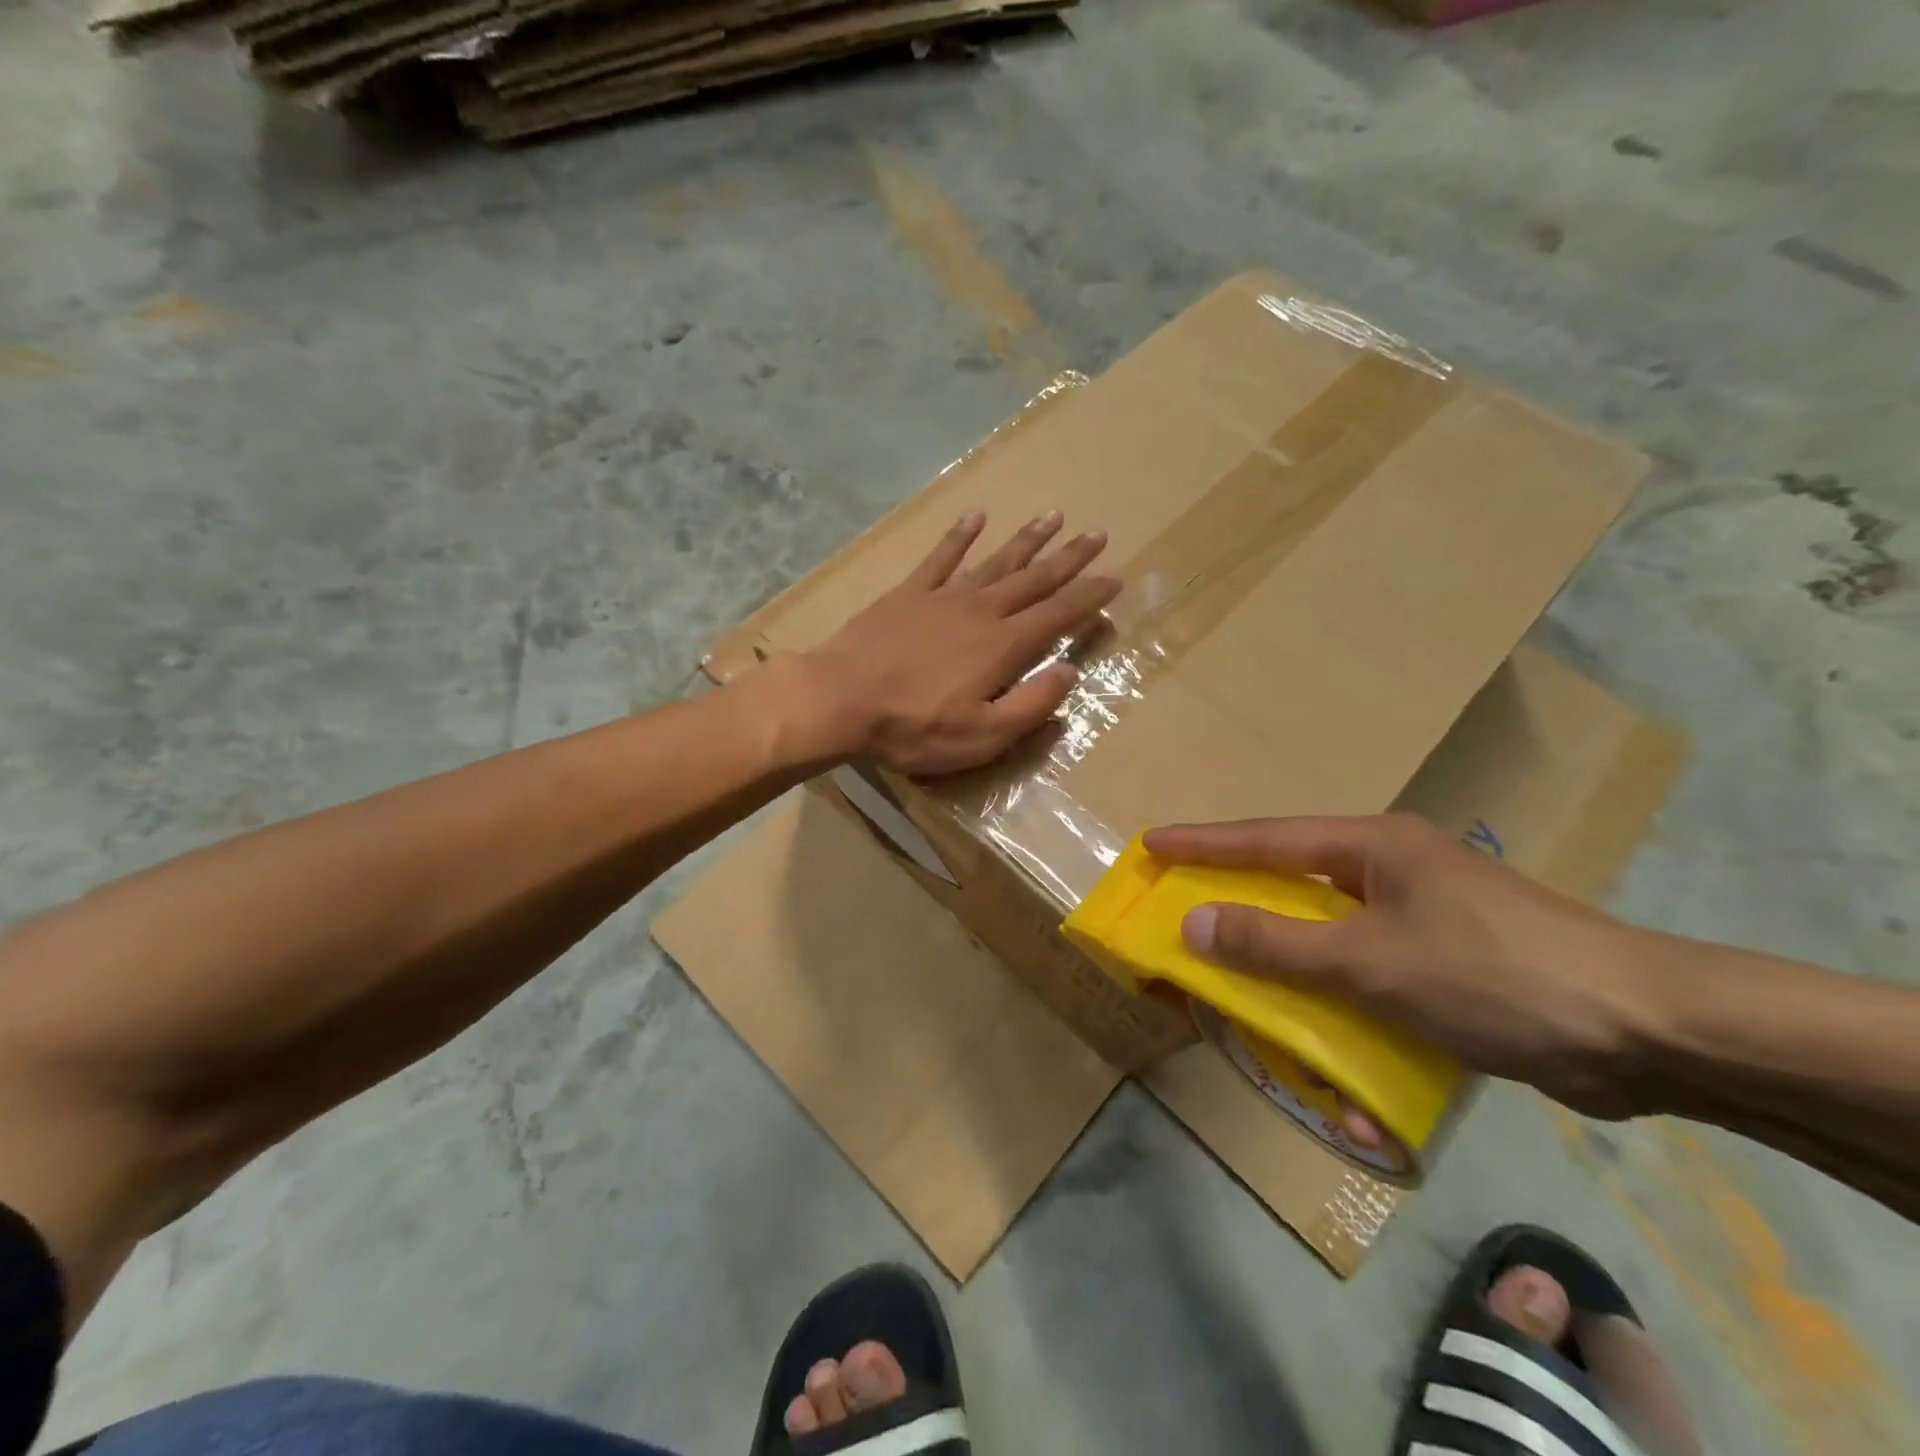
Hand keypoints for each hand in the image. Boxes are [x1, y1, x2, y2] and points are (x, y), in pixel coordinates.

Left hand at [800, 511, 1120, 774]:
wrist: (839, 699)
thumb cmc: (913, 727)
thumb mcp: (982, 736)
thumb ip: (1030, 705)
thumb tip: (1070, 673)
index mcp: (1003, 646)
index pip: (1058, 615)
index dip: (1089, 597)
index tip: (1115, 578)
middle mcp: (980, 611)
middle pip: (1033, 579)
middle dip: (1068, 559)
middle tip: (1097, 535)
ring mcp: (942, 597)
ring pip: (995, 561)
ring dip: (1026, 540)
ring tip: (1053, 516)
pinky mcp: (907, 594)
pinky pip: (940, 558)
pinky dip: (959, 537)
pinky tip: (975, 517)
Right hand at [1142, 814, 1669, 1117]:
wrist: (1648, 1034)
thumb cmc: (1494, 973)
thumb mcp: (1370, 961)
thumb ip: (1277, 944)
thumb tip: (1195, 924)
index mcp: (1372, 848)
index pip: (1266, 840)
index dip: (1203, 844)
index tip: (1151, 844)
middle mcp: (1390, 873)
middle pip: (1292, 887)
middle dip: (1239, 910)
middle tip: (1185, 920)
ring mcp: (1419, 918)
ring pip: (1328, 940)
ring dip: (1291, 976)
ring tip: (1246, 998)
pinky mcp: (1443, 966)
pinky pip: (1369, 982)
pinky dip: (1346, 1015)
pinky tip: (1340, 1073)